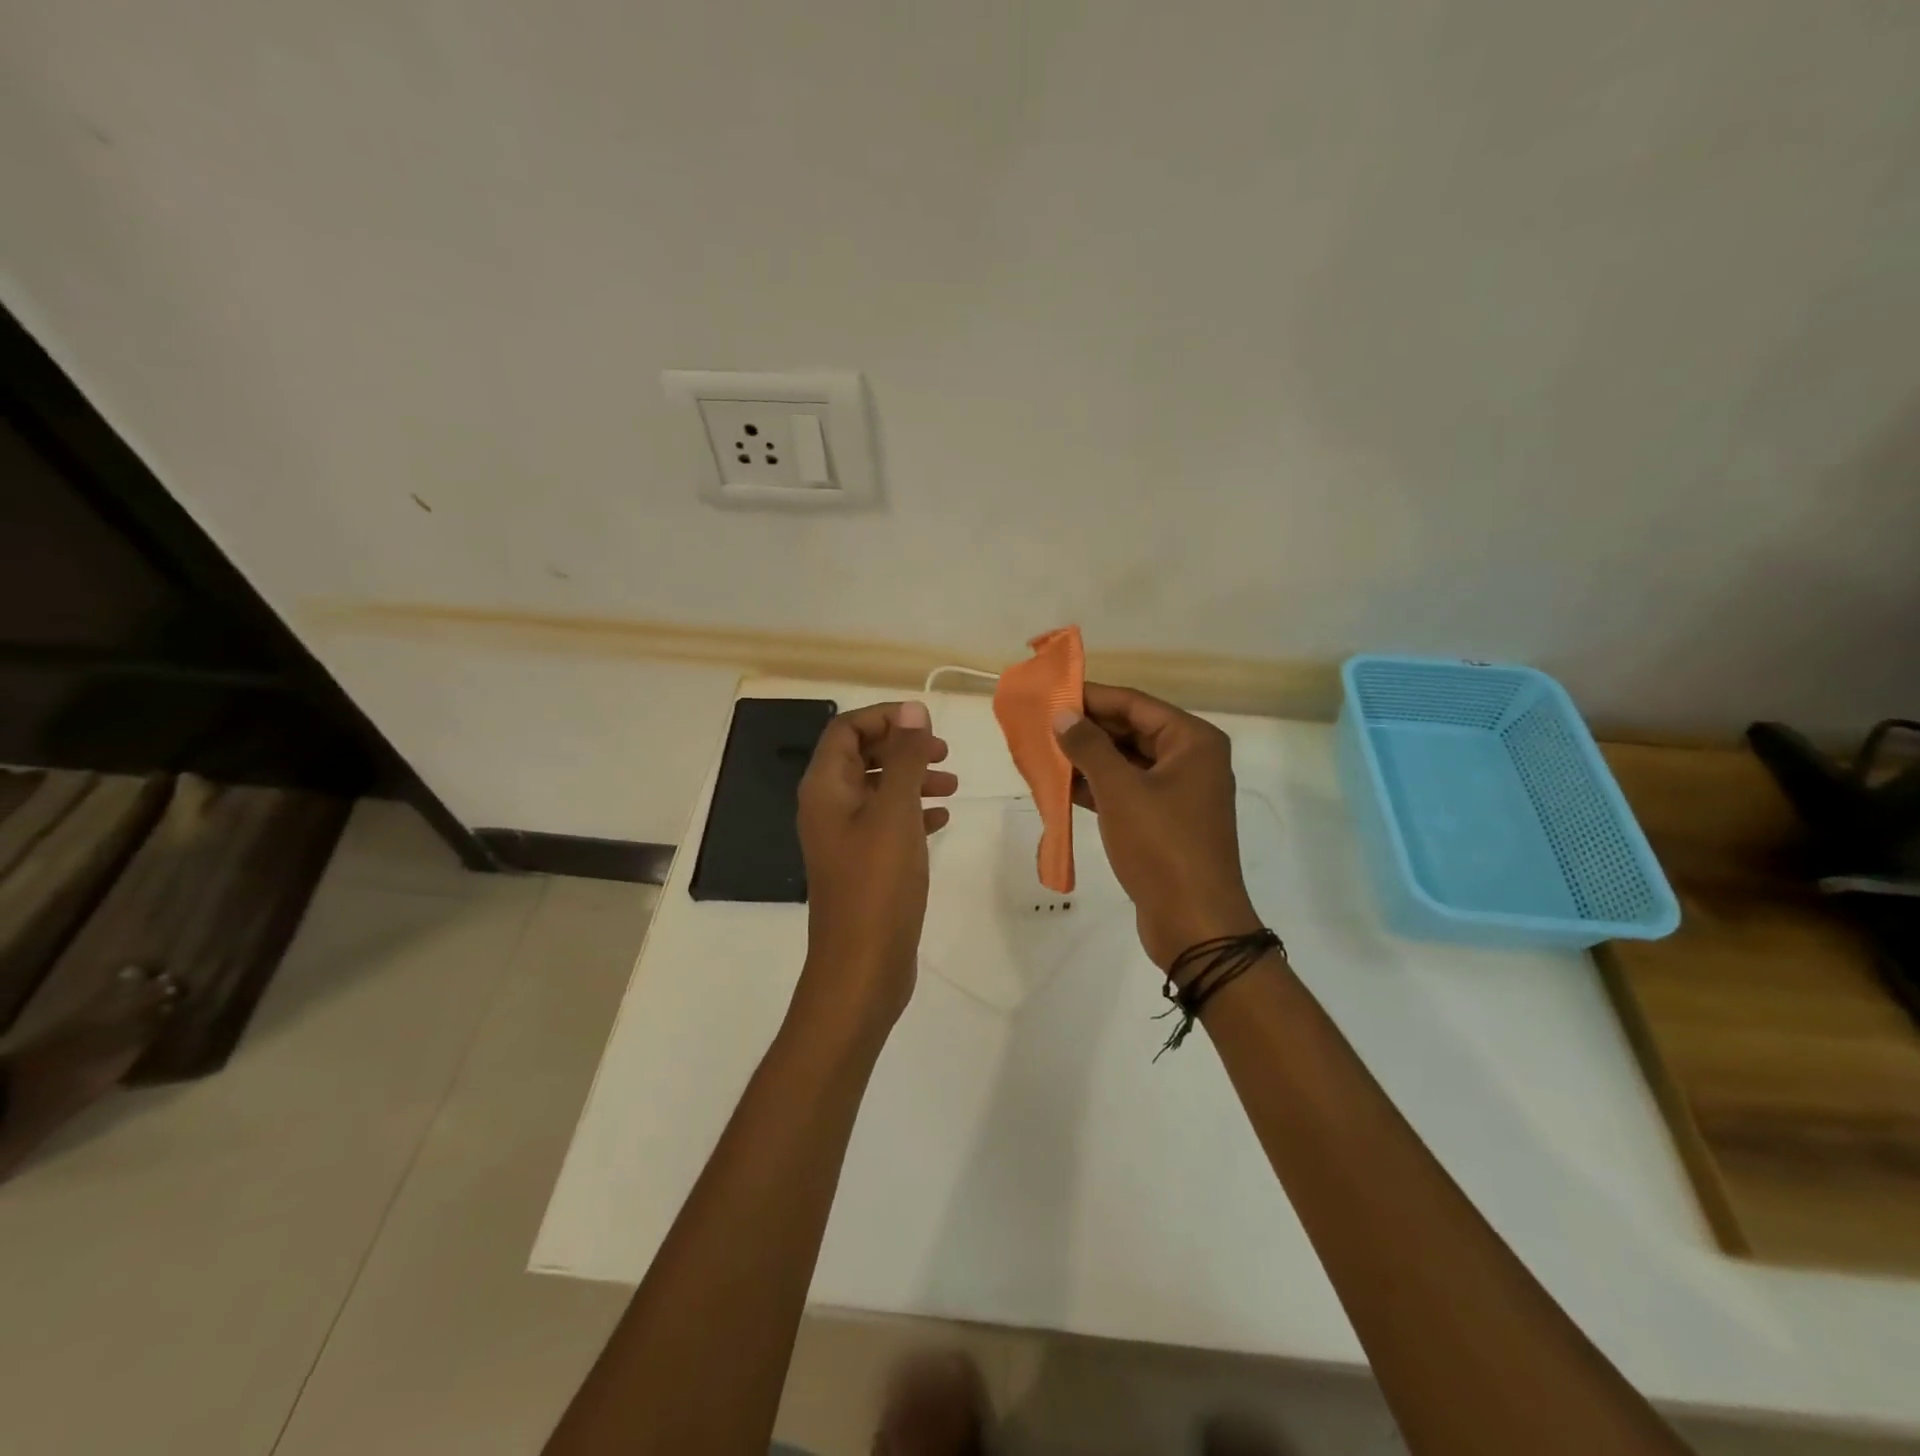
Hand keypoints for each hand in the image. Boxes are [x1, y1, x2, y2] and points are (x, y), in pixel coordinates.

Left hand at [795, 701, 956, 1032]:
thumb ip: (904, 757)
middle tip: (944, 754)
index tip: (926, 724)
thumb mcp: (895, 811)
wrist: (862, 966)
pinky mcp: (863, 864)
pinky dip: (913, 813)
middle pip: (863, 756)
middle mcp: (828, 807)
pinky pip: (887, 823)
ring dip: (913, 779)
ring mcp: (844, 837)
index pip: (846, 729)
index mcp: (825, 787)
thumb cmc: (877, 883)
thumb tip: (912, 709)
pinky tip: (941, 819)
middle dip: (903, 748)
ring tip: (952, 786)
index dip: (885, 718)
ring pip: (878, 790)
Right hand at [1052, 683, 1261, 972]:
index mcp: (1192, 741)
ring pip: (1127, 762)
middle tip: (1041, 724)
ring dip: (1088, 759)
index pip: (1134, 704)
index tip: (1051, 693)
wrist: (1194, 923)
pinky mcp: (1165, 821)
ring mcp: (1179, 792)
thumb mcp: (1120, 790)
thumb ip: (1089, 747)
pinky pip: (1127, 790)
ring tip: (1043, 751)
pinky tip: (1061, 786)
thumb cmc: (1161, 846)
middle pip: (1132, 730)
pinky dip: (1098, 787)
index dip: (1092, 697)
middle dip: (1087, 729)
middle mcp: (1191, 759)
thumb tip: (1062, 714)